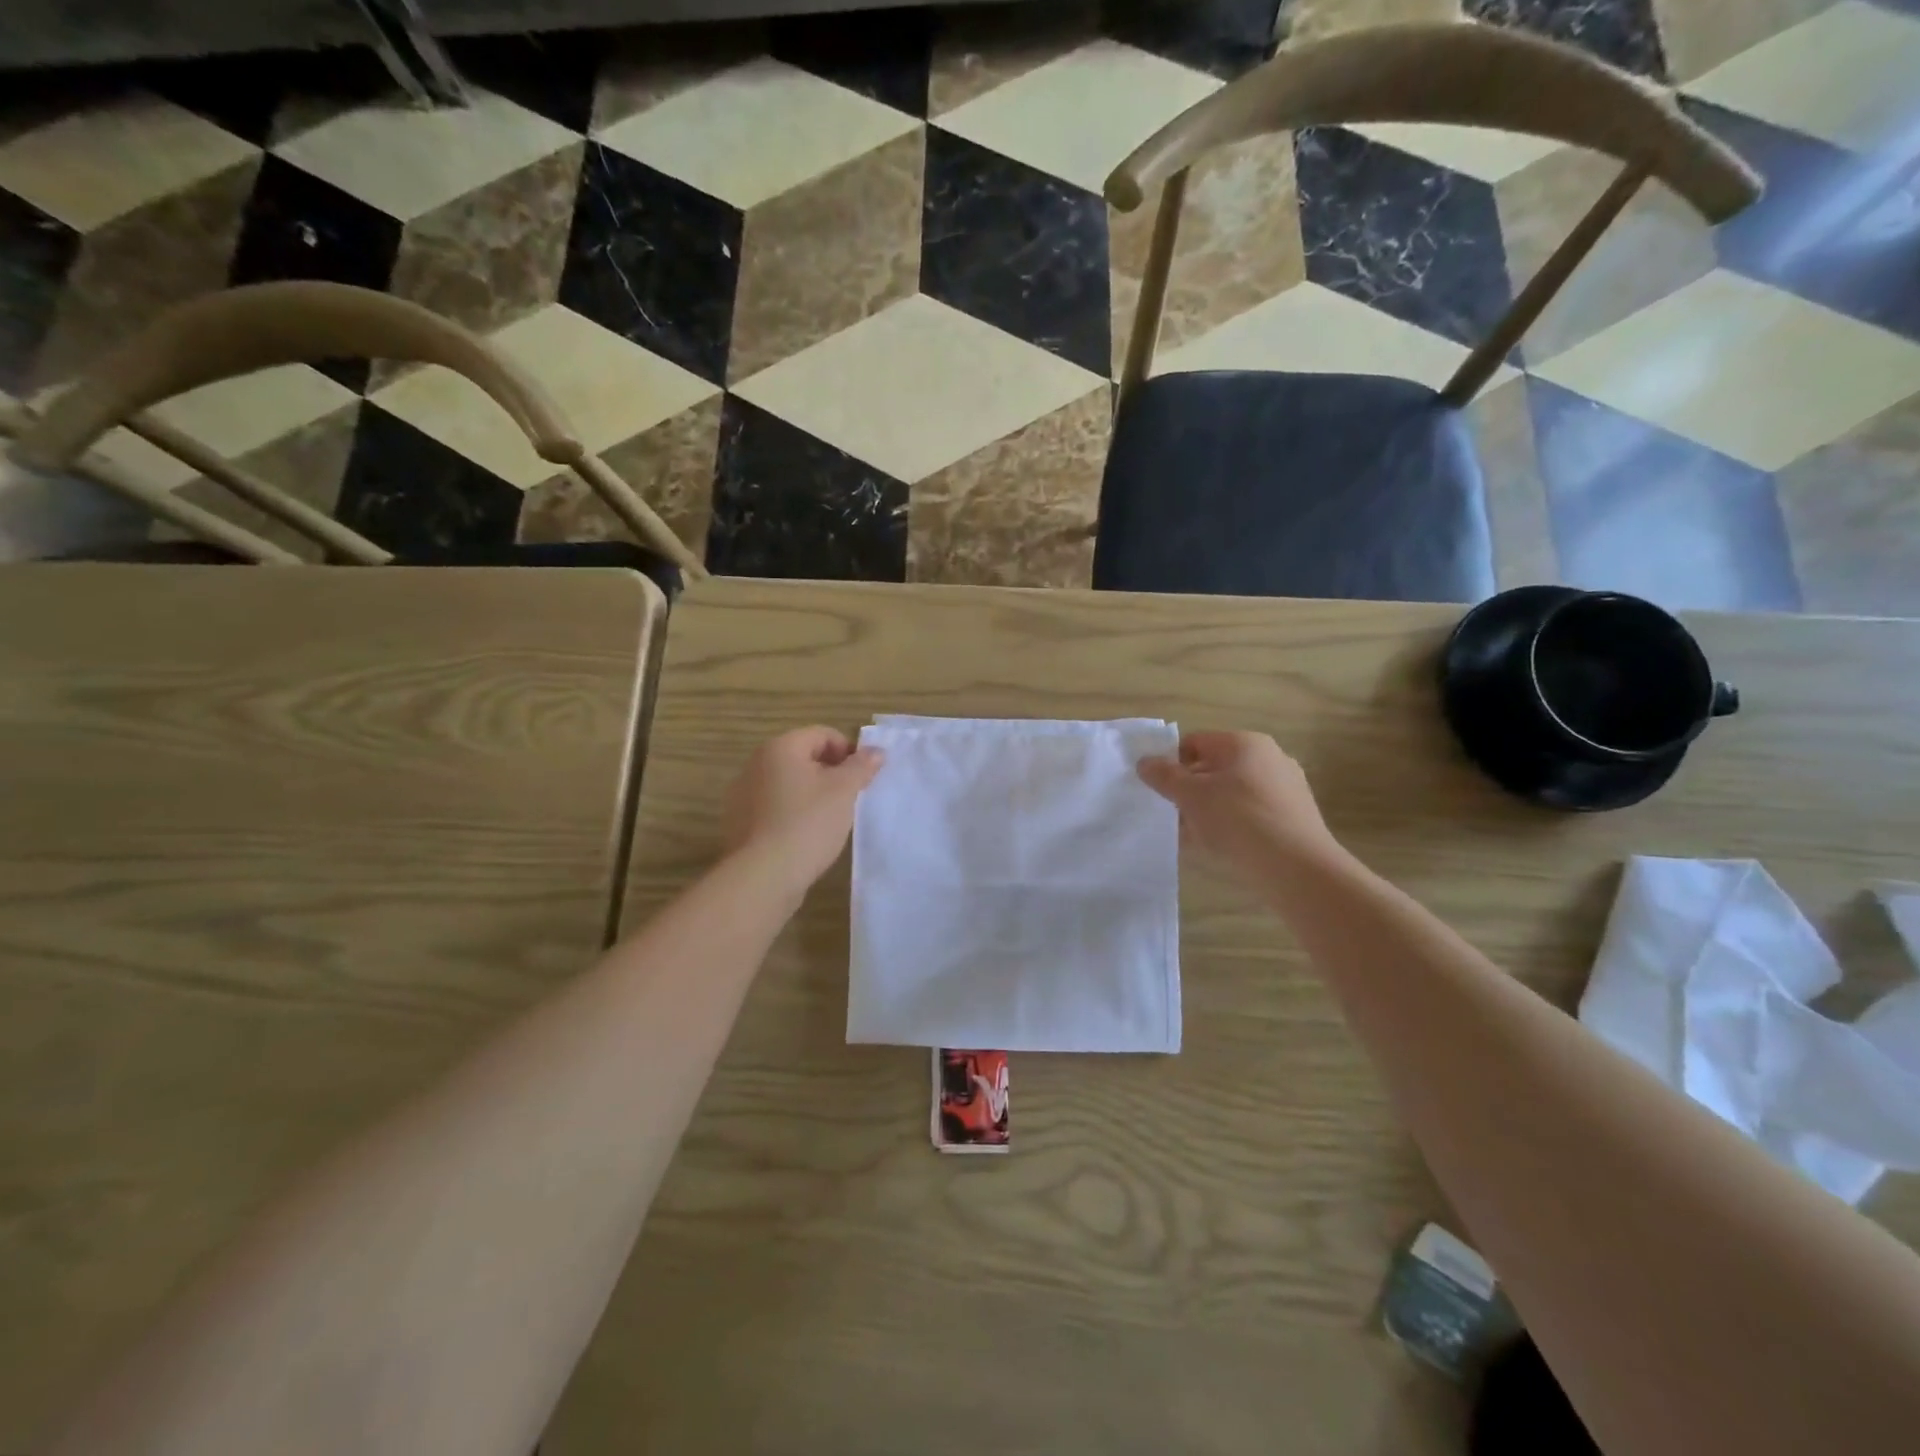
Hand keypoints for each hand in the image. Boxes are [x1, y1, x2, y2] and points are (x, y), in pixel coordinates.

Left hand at [723, 727, 883, 889]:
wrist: (763, 876)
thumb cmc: (808, 824)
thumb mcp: (843, 791)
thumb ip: (861, 766)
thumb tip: (875, 751)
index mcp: (780, 748)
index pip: (822, 734)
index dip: (848, 751)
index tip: (863, 777)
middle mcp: (755, 764)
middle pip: (803, 757)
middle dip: (830, 773)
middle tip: (850, 798)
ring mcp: (742, 794)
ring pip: (788, 783)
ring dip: (811, 793)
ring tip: (829, 819)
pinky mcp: (739, 823)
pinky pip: (773, 807)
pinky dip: (792, 813)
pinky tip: (805, 836)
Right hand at [1136, 730, 1339, 875]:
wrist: (1297, 867)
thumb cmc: (1238, 820)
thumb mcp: (1190, 796)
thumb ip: (1164, 776)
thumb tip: (1145, 761)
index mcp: (1245, 743)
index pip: (1195, 742)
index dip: (1171, 763)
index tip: (1158, 790)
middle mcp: (1270, 758)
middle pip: (1214, 768)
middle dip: (1189, 790)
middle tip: (1172, 815)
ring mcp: (1286, 788)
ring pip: (1232, 793)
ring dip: (1208, 810)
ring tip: (1192, 837)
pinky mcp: (1295, 817)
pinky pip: (1251, 814)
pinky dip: (1232, 825)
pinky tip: (1220, 848)